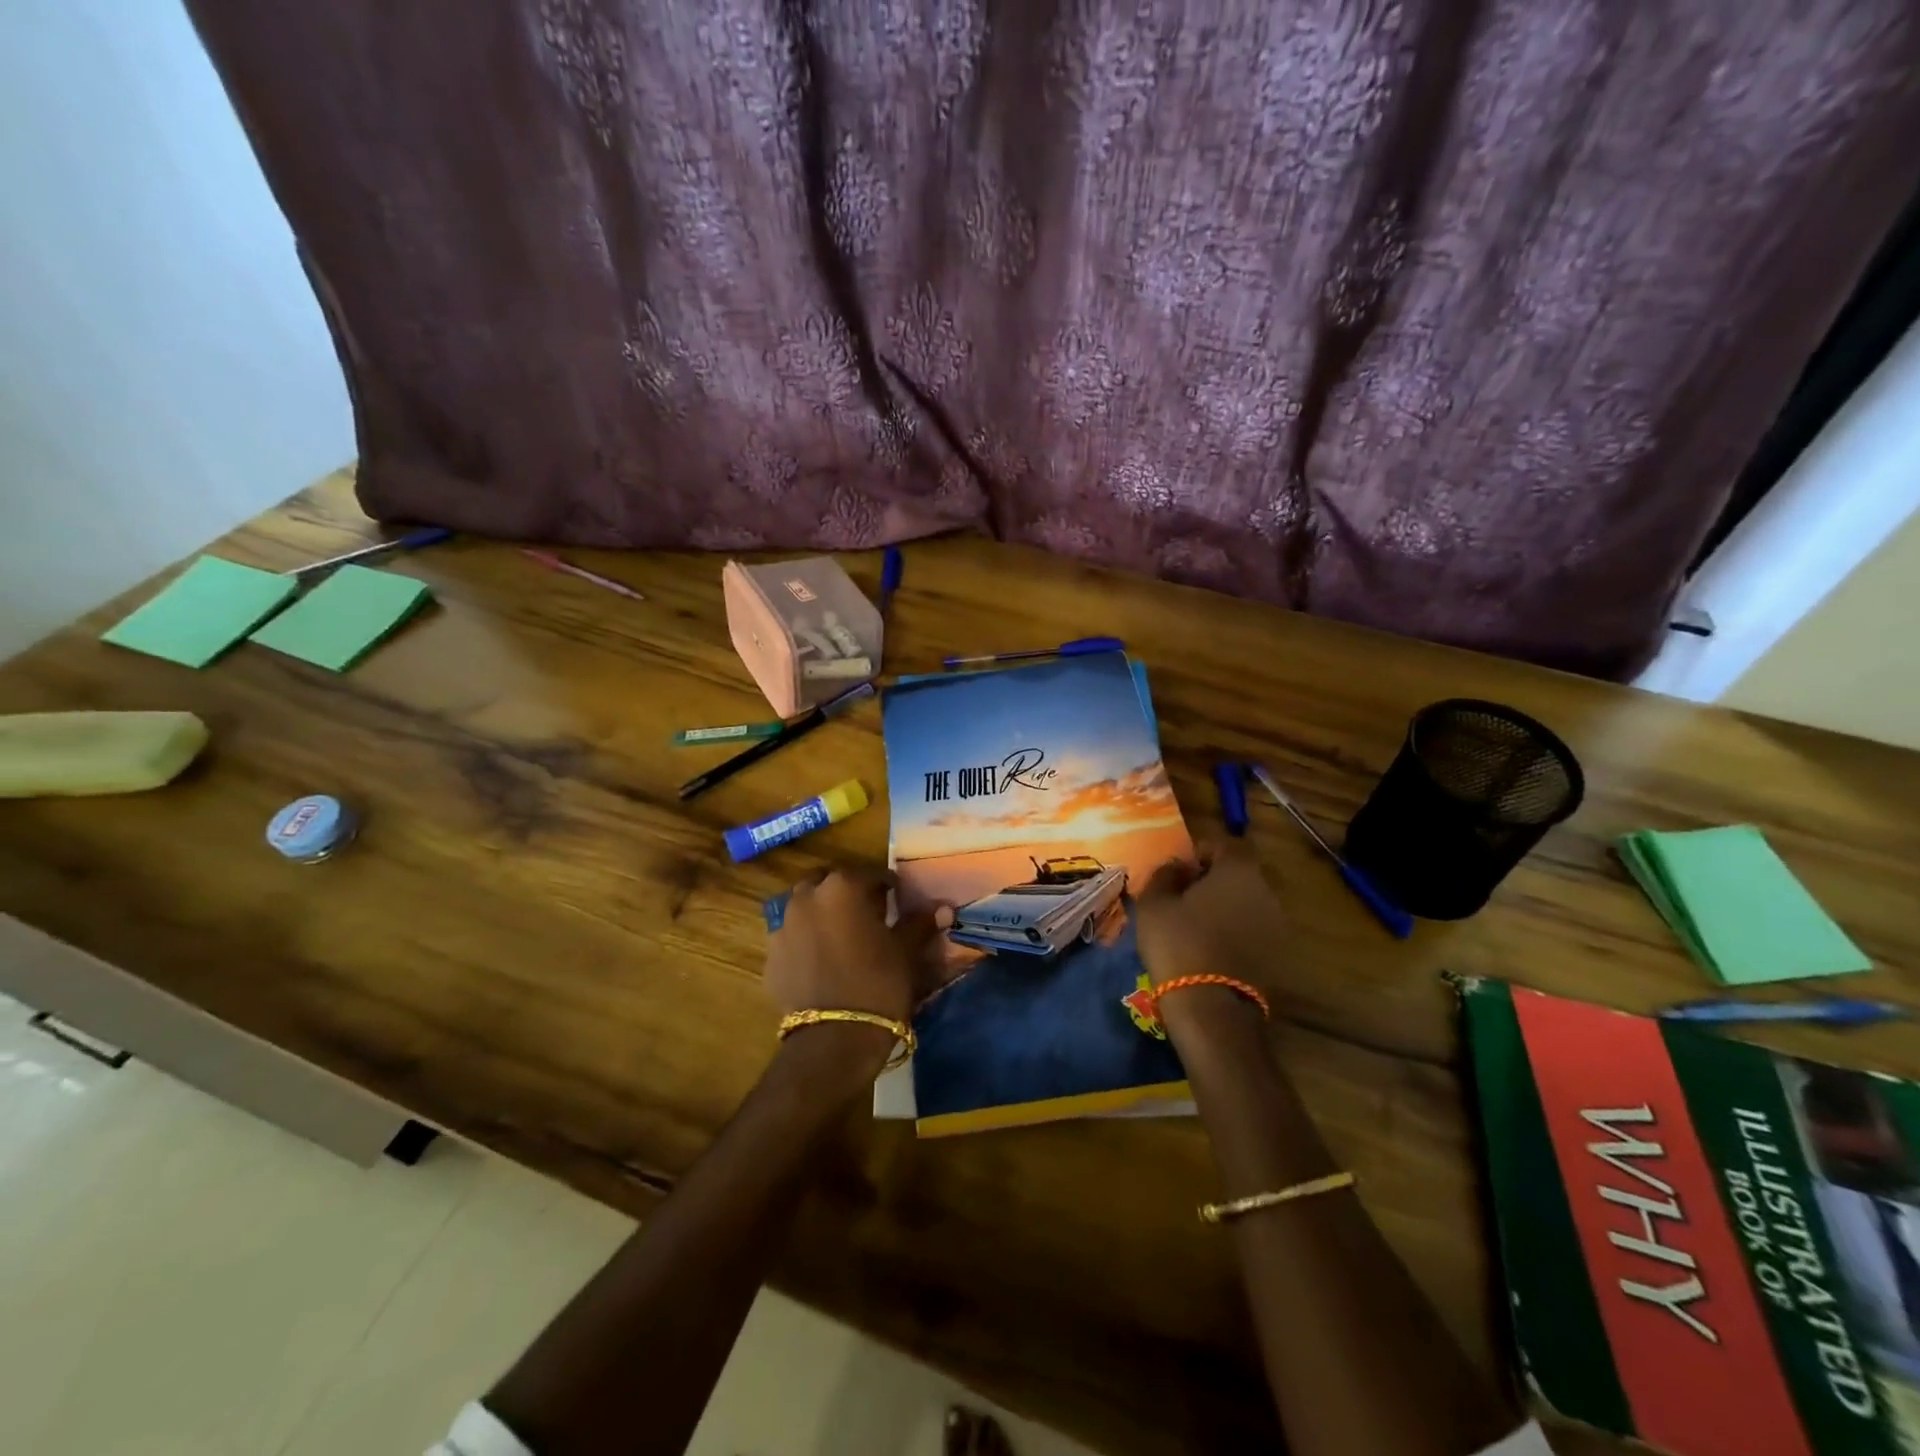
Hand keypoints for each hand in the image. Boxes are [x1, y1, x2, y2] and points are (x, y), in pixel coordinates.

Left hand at [764, 867, 934, 1026]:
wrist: (833, 1039)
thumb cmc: (878, 984)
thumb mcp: (905, 951)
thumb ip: (919, 923)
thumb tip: (943, 908)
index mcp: (842, 888)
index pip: (869, 874)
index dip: (886, 885)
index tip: (896, 898)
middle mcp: (807, 898)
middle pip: (829, 882)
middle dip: (847, 892)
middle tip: (867, 911)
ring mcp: (783, 926)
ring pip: (804, 906)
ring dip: (822, 912)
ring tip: (842, 935)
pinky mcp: (771, 956)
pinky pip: (791, 937)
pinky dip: (806, 940)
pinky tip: (821, 960)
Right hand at [1136, 839, 1286, 1048]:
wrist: (1211, 1008)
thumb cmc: (1178, 943)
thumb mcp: (1154, 902)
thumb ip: (1165, 875)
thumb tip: (1177, 867)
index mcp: (1239, 870)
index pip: (1227, 844)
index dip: (1203, 851)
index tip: (1182, 868)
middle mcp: (1266, 892)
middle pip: (1242, 873)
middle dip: (1216, 879)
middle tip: (1186, 895)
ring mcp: (1277, 925)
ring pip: (1249, 903)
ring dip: (1226, 906)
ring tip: (1196, 924)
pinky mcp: (1278, 956)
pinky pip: (1254, 930)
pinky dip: (1236, 931)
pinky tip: (1211, 947)